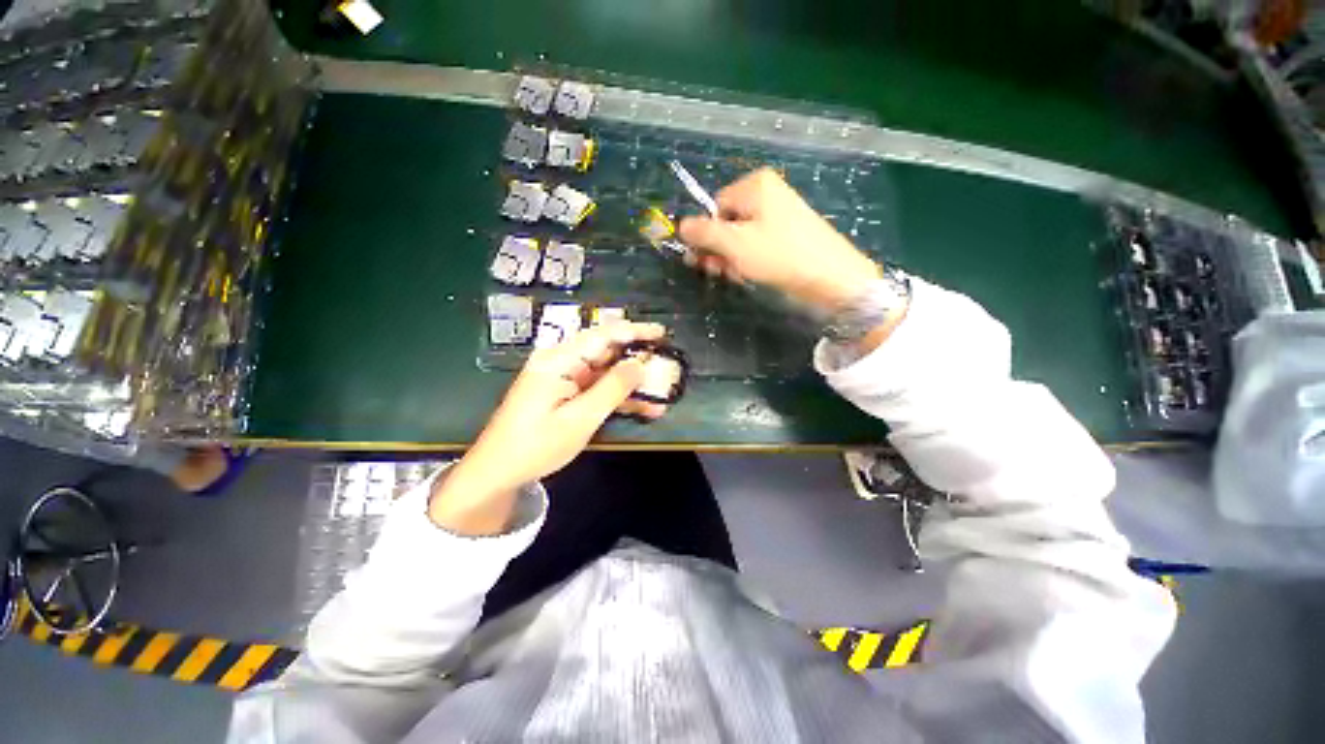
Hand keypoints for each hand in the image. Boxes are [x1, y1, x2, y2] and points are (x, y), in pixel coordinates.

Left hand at [429, 321, 667, 533]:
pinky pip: (596, 387)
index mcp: (559, 360)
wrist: (498, 472)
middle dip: (637, 358)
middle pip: (606, 350)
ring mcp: (563, 378)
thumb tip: (640, 363)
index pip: (603, 335)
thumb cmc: (536, 445)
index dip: (635, 332)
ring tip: (661, 392)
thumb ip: (612, 388)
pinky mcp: (565, 393)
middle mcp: (561, 362)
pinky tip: (642, 407)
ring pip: (605, 371)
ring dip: (631, 381)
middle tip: (666, 366)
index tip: (662, 334)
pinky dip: (618, 396)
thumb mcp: (580, 419)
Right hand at [677, 168, 882, 311]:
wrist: (830, 277)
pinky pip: (757, 244)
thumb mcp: (734, 244)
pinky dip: (749, 260)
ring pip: (741, 237)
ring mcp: (779, 215)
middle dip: (719, 250)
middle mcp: (767, 194)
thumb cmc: (778, 255)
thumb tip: (681, 226)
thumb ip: (703, 233)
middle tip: (717, 272)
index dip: (707, 235)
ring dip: (732, 259)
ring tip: (737, 275)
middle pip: (727, 223)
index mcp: (755, 185)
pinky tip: (751, 274)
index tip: (702, 259)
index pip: (715, 207)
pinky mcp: (788, 235)